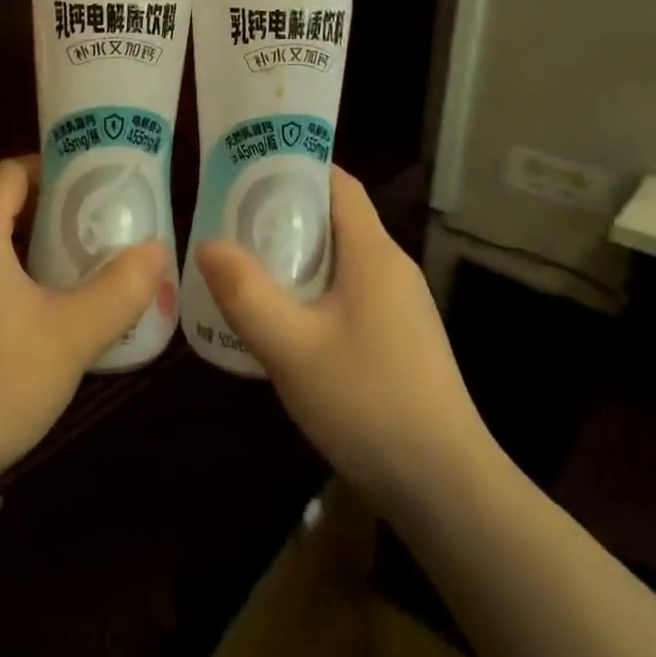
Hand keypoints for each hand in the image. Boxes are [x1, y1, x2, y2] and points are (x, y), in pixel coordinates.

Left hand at [0, 158, 168, 499]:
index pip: (11, 173)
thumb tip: (157, 250)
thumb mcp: (71, 337)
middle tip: (94, 235)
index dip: (53, 168)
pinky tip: (27, 331)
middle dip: (48, 216)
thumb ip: (121, 290)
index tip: (92, 186)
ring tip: (70, 280)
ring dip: (25, 255)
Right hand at [195, 167, 492, 519]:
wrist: (447, 489)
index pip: (338, 183)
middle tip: (233, 221)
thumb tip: (208, 244)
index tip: (247, 171)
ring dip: (298, 255)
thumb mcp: (292, 349)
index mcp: (373, 252)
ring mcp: (402, 304)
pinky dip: (316, 288)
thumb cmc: (368, 403)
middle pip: (337, 218)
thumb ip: (246, 294)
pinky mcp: (402, 337)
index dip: (296, 167)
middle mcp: (392, 267)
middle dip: (285, 213)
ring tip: (249, 266)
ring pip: (343, 258)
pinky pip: (352, 291)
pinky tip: (287, 321)